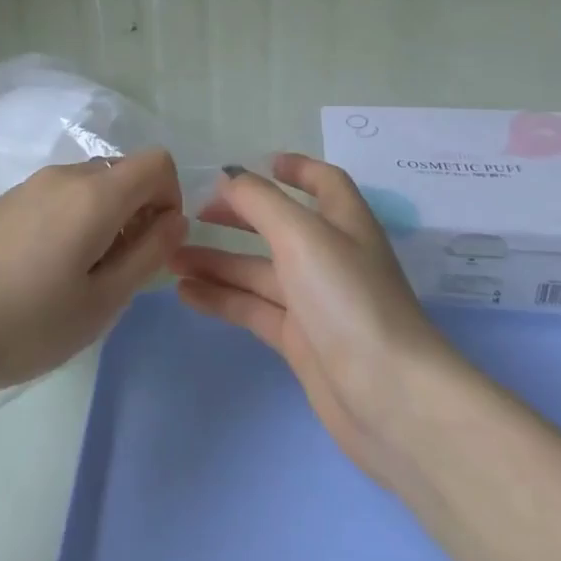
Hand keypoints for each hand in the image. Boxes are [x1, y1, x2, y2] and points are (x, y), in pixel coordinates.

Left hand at [0, 150, 187, 400]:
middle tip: (116, 274)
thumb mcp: (100, 304)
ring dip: (103, 221)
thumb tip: (175, 219)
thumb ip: (147, 255)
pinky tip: (38, 275)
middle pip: (123, 173)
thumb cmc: (22, 325)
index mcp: (93, 194)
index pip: (157, 162)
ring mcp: (27, 186)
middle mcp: (63, 175)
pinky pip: (56, 199)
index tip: (154, 247)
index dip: (170, 199)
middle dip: (137, 214)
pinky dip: (70, 223)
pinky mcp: (2, 202)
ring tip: (75, 281)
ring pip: (89, 187)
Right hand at [171, 154, 458, 484]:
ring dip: (218, 262)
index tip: (261, 163)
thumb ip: (260, 201)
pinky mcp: (301, 341)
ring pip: (259, 271)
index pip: (324, 182)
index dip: (296, 169)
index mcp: (344, 222)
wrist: (389, 397)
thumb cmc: (347, 298)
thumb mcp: (301, 235)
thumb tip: (230, 177)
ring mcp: (316, 302)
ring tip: (170, 258)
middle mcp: (331, 257)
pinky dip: (222, 298)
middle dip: (240, 216)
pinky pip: (254, 309)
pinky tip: (186, 293)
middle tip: (193, 214)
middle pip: (280, 226)